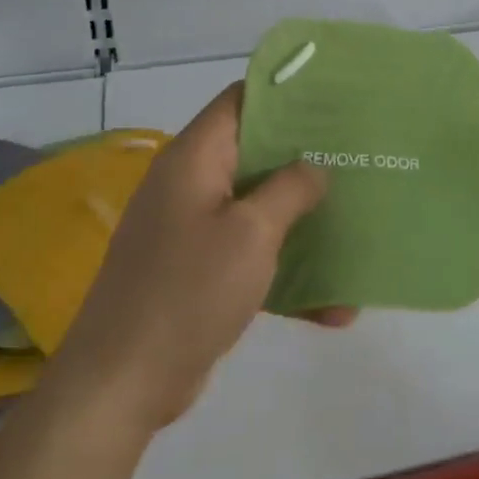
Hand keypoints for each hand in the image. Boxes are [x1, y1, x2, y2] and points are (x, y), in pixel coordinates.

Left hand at [55, 84, 329, 428]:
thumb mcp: (251, 233)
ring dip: (301, 221)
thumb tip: (314, 166)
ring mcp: (191, 230)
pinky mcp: (197, 272)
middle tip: (356, 159)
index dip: (284, 95)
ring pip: (257, 208)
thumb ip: (290, 189)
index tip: (332, 102)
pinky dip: (286, 272)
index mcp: (194, 159)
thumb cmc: (188, 291)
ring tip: (355, 223)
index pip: (239, 101)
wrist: (123, 383)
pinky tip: (334, 306)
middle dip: (305, 159)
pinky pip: (249, 256)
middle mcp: (189, 185)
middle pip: (254, 154)